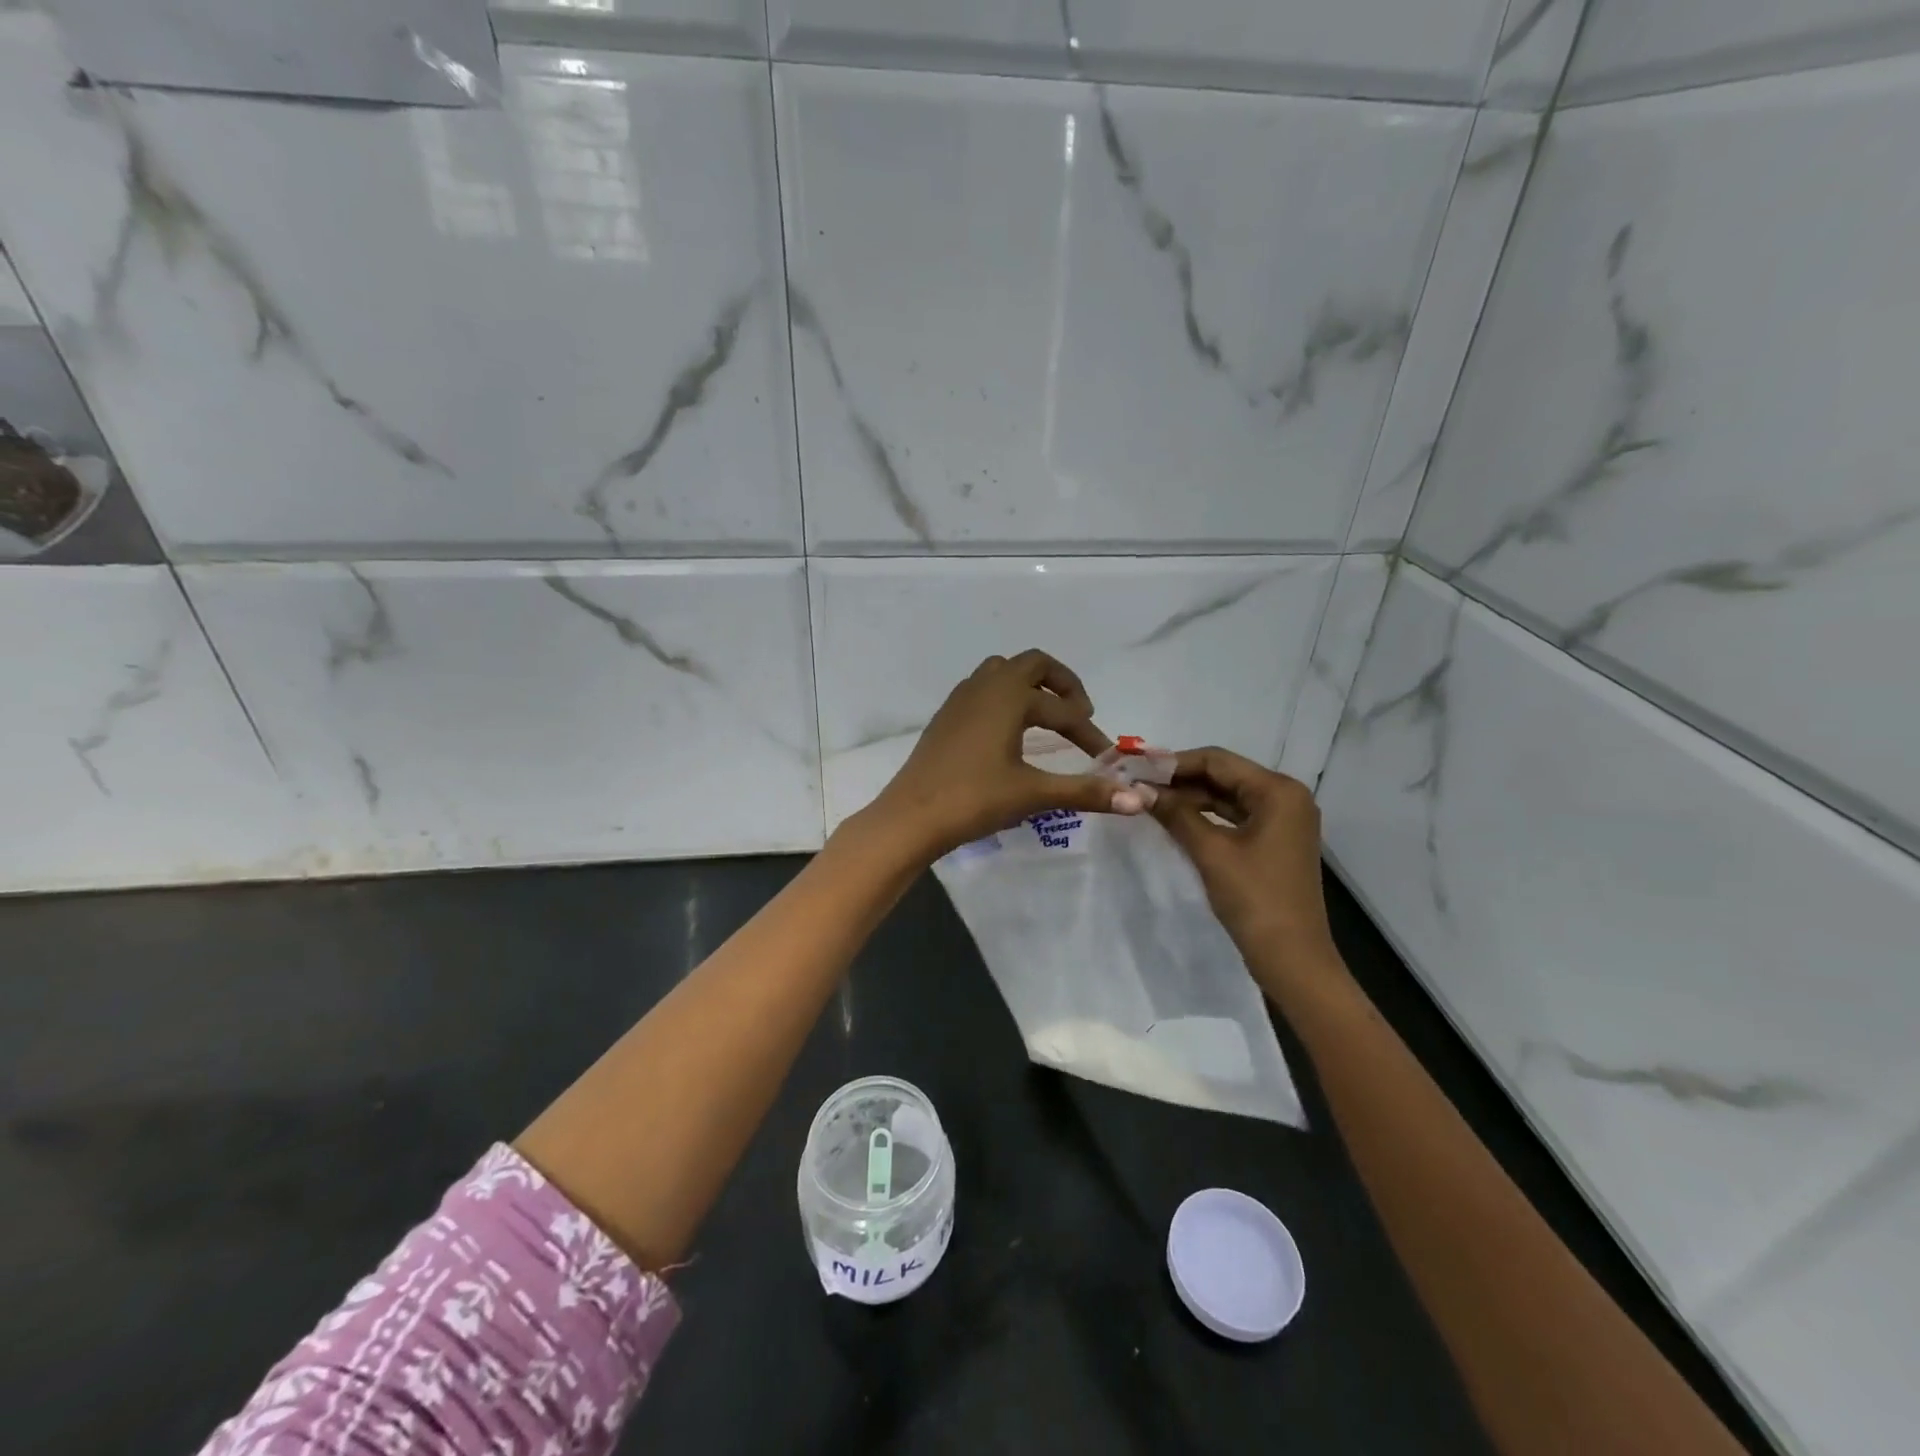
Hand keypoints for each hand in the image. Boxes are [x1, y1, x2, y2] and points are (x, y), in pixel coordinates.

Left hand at [863, 649, 1149, 859]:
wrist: (911, 817)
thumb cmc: (974, 799)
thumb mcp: (1034, 794)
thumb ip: (1087, 792)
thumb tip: (1141, 799)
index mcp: (1008, 697)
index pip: (1062, 709)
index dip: (1089, 731)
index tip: (1105, 757)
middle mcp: (984, 687)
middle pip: (1032, 665)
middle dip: (1062, 684)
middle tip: (1080, 713)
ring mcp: (960, 700)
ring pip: (1002, 673)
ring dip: (1030, 687)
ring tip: (1047, 717)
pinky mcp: (945, 717)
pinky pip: (982, 690)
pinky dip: (1005, 699)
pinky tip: (1008, 731)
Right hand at [1149, 747, 1337, 991]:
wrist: (1292, 959)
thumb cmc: (1254, 899)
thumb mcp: (1210, 852)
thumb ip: (1175, 813)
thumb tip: (1138, 789)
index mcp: (1278, 790)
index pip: (1217, 760)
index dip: (1173, 762)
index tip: (1135, 768)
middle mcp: (1286, 796)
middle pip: (1224, 774)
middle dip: (1180, 778)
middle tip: (1137, 783)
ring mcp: (1283, 820)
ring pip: (1228, 795)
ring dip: (1191, 797)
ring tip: (1149, 800)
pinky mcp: (1275, 841)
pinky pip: (1235, 816)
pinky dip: (1206, 815)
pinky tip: (1175, 819)